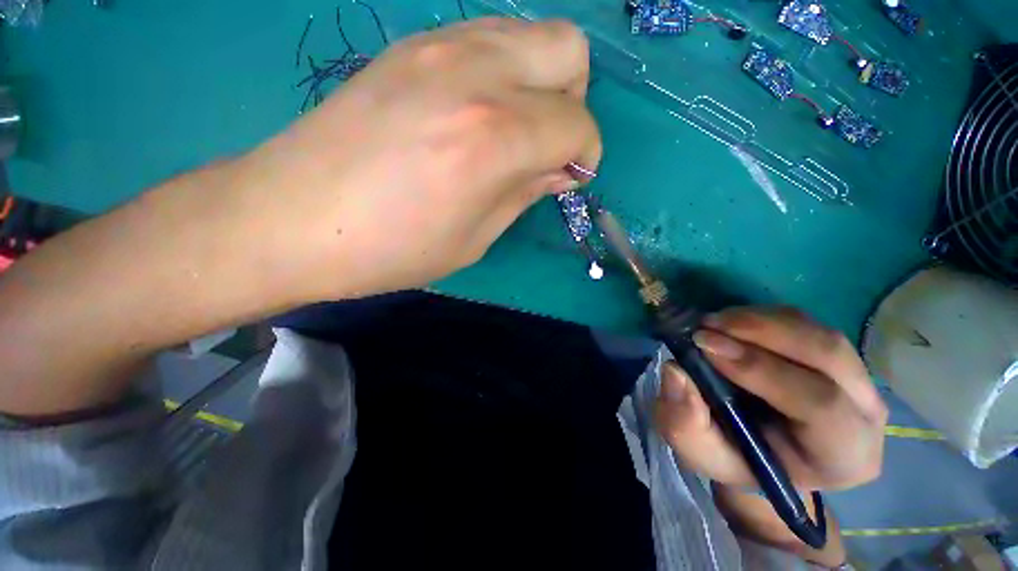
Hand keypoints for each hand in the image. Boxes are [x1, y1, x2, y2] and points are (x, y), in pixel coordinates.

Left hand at [233, 18, 600, 299]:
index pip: (578, 124)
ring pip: (530, 33)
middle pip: (568, 51)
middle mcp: (476, 75)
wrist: (291, 219)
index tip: (570, 177)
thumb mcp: (475, 239)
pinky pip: (487, 37)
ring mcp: (439, 48)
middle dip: (572, 102)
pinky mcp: (410, 45)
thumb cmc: (391, 248)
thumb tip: (560, 170)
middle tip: (546, 144)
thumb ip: (525, 194)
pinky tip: (476, 111)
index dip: (585, 155)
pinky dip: (503, 71)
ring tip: (513, 129)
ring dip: (540, 81)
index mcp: (495, 138)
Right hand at [654, 306, 886, 491]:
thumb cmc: (736, 459)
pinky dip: (763, 317)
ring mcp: (858, 379)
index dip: (760, 369)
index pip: (820, 405)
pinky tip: (731, 323)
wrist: (760, 450)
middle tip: (705, 325)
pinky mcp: (837, 355)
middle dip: (761, 332)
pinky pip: (806, 324)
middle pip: (828, 355)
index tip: (703, 345)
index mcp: (844, 456)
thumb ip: (686, 422)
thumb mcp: (702, 452)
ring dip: (759, 320)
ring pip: (818, 333)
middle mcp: (866, 414)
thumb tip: (676, 371)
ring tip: (712, 323)